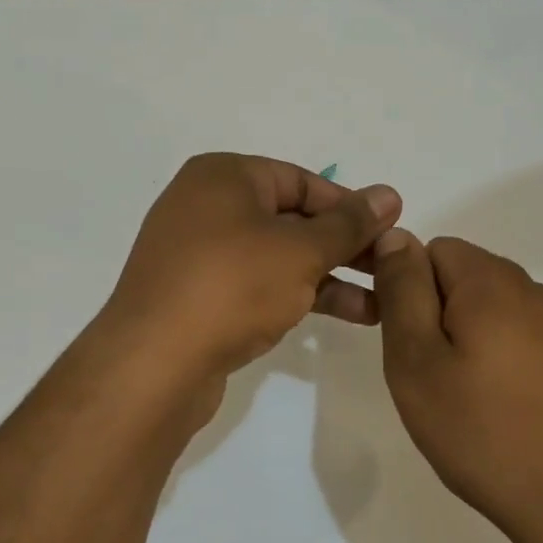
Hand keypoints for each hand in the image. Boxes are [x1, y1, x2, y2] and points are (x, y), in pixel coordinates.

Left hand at [105, 153, 401, 390]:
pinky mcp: (199, 298)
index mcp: (223, 177)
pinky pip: (259, 286)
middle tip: (389, 269)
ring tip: (381, 304)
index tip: (389, 232)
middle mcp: (207, 207)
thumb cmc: (232, 286)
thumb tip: (389, 194)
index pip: (301, 181)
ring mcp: (199, 255)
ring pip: (278, 257)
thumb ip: (349, 224)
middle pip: (291, 219)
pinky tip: (344, 316)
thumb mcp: (301, 250)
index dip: (349, 207)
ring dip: (330, 277)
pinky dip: (298, 295)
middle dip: (344, 247)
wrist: (153, 365)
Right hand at [372, 232, 542, 538]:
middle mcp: (535, 289)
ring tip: (469, 401)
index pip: (433, 250)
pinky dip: (505, 360)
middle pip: (466, 277)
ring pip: (496, 310)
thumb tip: (395, 236)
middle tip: (433, 379)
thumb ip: (402, 291)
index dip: (408, 290)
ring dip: (472, 339)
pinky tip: (506, 411)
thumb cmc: (482, 431)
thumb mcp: (417, 360)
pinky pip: (526, 338)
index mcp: (493, 280)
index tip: (408, 345)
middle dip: (440, 316)